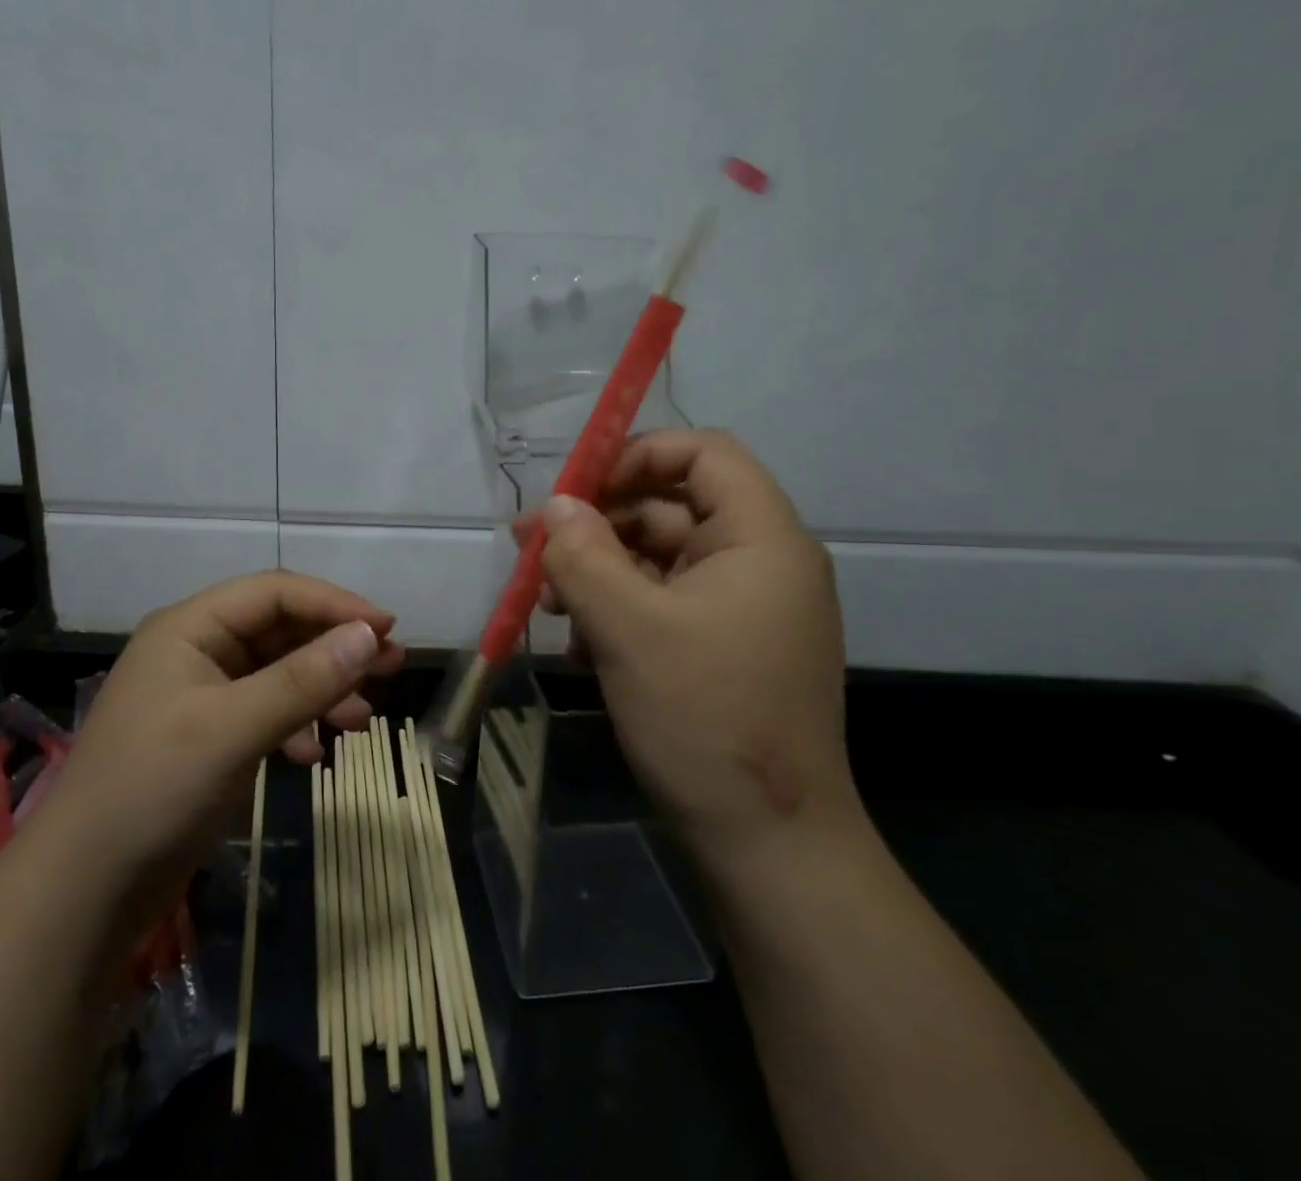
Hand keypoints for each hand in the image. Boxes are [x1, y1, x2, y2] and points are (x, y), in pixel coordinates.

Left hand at [46, 571, 403, 930]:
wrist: (82, 890)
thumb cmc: (153, 790)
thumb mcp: (234, 729)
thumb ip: (304, 680)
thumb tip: (370, 635)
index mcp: (190, 627)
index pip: (275, 593)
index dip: (334, 604)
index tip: (387, 629)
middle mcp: (196, 650)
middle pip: (280, 629)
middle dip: (335, 646)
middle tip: (391, 666)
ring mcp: (200, 695)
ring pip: (277, 672)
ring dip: (321, 688)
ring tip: (362, 720)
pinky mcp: (206, 737)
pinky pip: (265, 712)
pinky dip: (296, 724)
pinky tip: (314, 755)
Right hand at [512, 430, 857, 866]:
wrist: (768, 847)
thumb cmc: (704, 719)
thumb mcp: (628, 628)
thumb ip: (583, 555)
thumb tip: (557, 507)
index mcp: (761, 539)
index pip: (705, 452)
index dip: (637, 455)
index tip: (576, 489)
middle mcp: (760, 562)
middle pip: (671, 505)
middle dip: (598, 523)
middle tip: (532, 548)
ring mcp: (742, 608)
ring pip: (658, 558)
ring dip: (599, 571)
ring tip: (547, 605)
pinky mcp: (723, 647)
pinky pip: (663, 603)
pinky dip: (618, 610)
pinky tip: (578, 645)